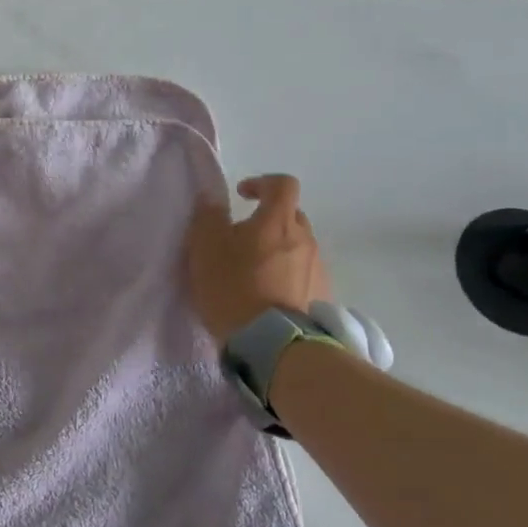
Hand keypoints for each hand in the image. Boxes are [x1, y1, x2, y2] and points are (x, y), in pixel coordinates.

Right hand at [186, 174, 332, 342]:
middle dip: (268, 221)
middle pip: (291, 217)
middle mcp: (305, 238)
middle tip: (242, 240)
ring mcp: (318, 268)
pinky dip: (287, 277)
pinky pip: (303, 275)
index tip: (242, 196)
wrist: (272, 343)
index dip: (262, 183)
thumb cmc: (233, 287)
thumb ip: (208, 218)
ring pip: (297, 247)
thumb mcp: (205, 249)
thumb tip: (212, 200)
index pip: (282, 185)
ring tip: (253, 274)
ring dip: (277, 252)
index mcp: (277, 221)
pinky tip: (268, 297)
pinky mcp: (322, 296)